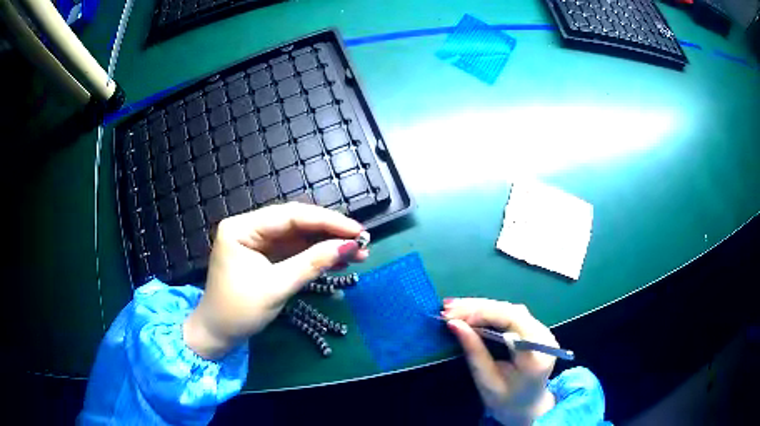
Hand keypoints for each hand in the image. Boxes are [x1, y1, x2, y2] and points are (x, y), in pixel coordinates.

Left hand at [184, 203, 366, 358]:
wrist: (218, 334)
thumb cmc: (239, 311)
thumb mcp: (276, 287)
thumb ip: (311, 263)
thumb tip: (348, 247)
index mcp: (242, 227)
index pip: (290, 216)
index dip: (327, 221)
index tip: (356, 230)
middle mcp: (250, 227)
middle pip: (296, 223)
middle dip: (330, 233)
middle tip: (361, 241)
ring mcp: (258, 241)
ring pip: (299, 236)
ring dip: (327, 244)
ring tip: (358, 253)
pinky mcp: (266, 255)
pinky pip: (295, 250)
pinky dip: (316, 256)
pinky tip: (338, 260)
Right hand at [443, 298, 557, 425]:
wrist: (527, 406)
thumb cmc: (505, 401)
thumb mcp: (486, 381)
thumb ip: (474, 352)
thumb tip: (454, 324)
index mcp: (537, 355)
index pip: (515, 321)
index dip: (485, 314)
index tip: (456, 317)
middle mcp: (544, 337)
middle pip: (512, 311)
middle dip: (478, 308)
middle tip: (447, 308)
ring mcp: (541, 331)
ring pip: (510, 309)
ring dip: (481, 307)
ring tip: (453, 307)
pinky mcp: (534, 329)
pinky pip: (510, 314)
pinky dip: (488, 311)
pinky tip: (469, 310)